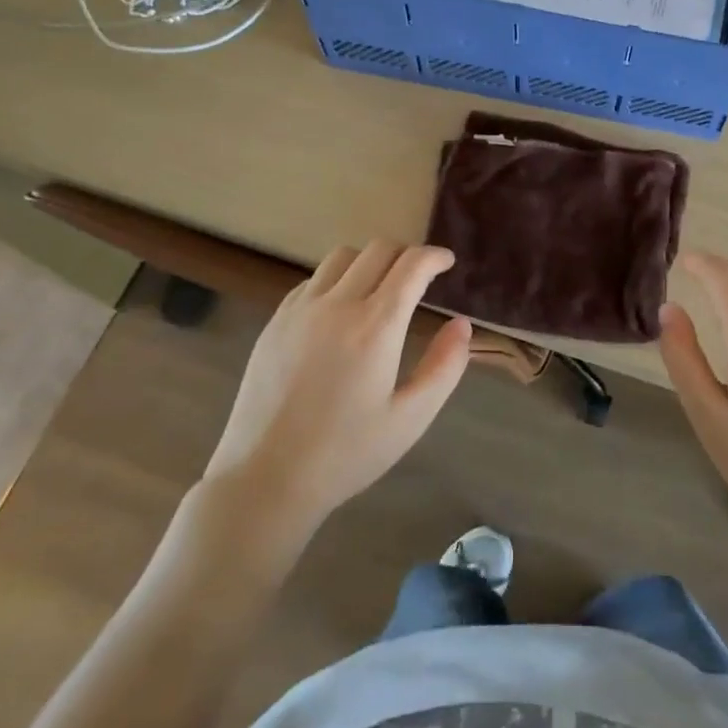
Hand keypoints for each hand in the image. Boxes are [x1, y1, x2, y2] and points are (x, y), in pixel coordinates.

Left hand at [203, 240, 470, 539]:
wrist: (266, 478)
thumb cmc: (347, 453)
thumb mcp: (410, 418)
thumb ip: (444, 367)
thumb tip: (461, 325)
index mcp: (376, 326)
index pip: (411, 265)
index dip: (434, 256)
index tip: (446, 262)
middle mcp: (337, 305)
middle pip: (378, 250)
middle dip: (406, 254)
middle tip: (419, 277)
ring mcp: (300, 310)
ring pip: (342, 257)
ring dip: (369, 261)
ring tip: (379, 288)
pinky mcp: (275, 321)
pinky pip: (312, 280)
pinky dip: (336, 280)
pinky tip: (339, 311)